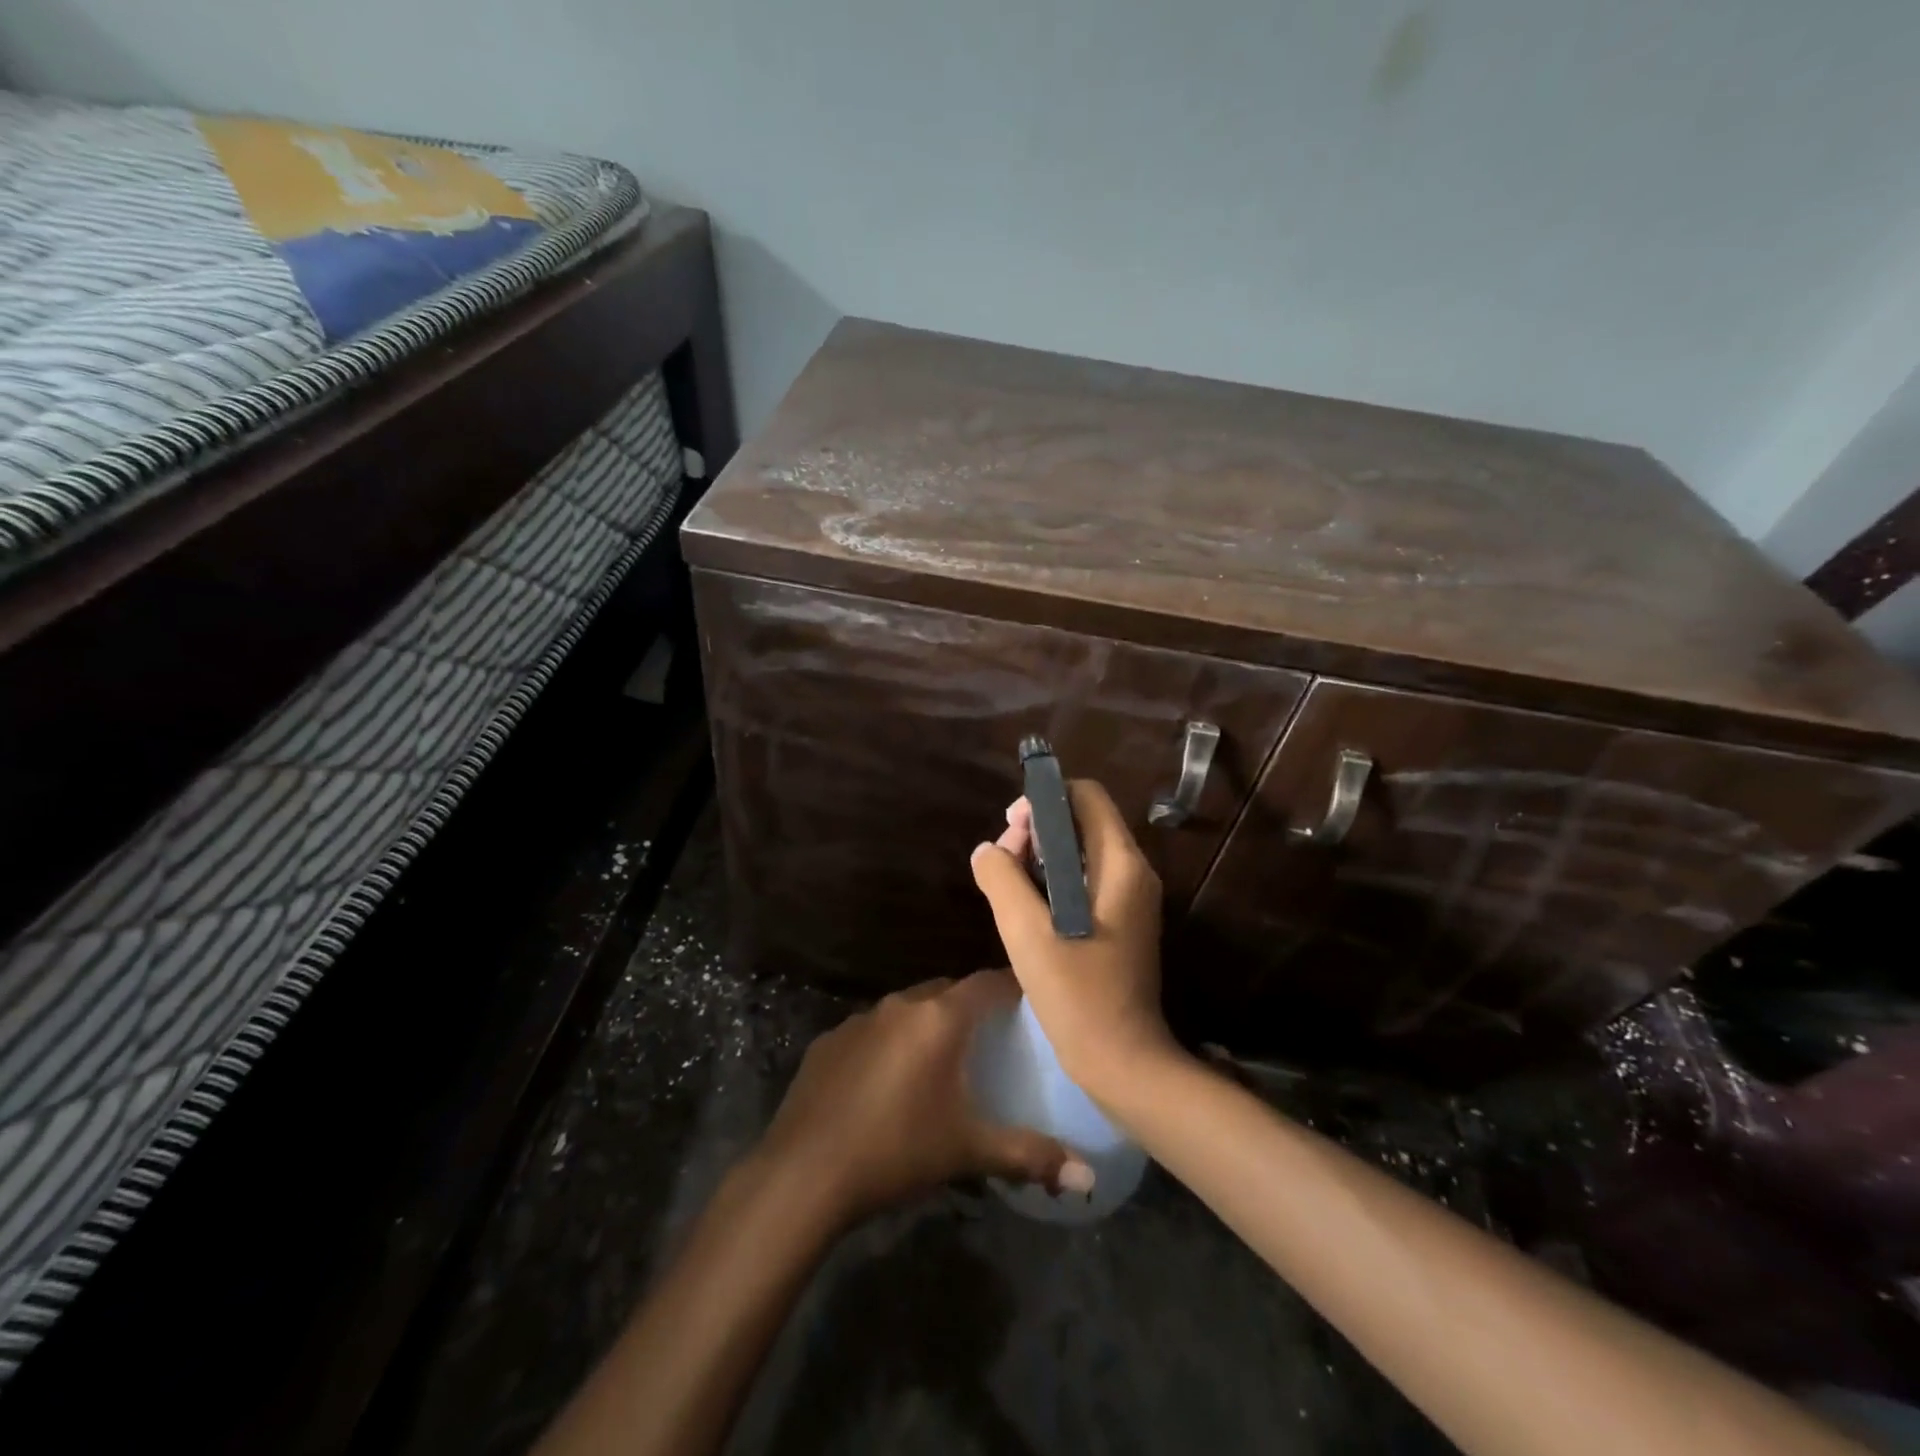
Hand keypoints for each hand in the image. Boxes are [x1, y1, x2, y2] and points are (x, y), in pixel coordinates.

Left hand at [756, 972, 1089, 1225]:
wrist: (805, 1172)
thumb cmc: (898, 1150)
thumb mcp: (968, 1152)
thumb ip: (1030, 1156)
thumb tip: (1088, 1178)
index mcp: (940, 1019)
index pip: (988, 983)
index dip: (1013, 987)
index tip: (1032, 1000)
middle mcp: (901, 1006)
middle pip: (947, 992)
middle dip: (970, 1007)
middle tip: (990, 1036)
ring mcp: (860, 1020)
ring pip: (907, 1010)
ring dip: (926, 1025)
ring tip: (940, 1060)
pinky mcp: (829, 1041)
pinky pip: (871, 1031)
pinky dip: (888, 1044)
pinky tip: (886, 1083)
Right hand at [968, 780, 1179, 1105]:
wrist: (1122, 1061)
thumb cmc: (1077, 994)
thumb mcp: (1027, 932)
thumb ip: (1002, 879)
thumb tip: (988, 850)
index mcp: (1121, 864)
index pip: (1086, 795)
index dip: (1045, 797)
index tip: (1012, 826)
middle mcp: (1133, 872)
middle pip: (1082, 820)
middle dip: (1037, 830)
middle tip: (1002, 861)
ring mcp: (1129, 899)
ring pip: (1081, 852)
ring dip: (1041, 857)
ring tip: (1007, 884)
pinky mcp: (1120, 922)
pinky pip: (1084, 880)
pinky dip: (1053, 881)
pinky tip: (1025, 907)